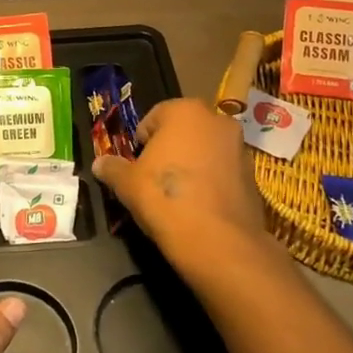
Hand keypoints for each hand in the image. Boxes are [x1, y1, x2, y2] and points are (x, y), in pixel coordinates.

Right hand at [92, 99, 285, 292]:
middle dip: (169, 149)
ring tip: (176, 195)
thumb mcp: (127, 183)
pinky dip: (210, 183)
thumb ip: (112, 168)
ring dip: (192, 165)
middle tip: (153, 176)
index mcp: (185, 111)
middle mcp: (217, 121)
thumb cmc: (164, 197)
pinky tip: (198, 206)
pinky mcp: (253, 176)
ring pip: (206, 151)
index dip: (141, 141)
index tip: (135, 164)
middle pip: (184, 131)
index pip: (154, 117)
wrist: (217, 241)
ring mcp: (240, 148)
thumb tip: (99, 163)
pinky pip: (223, 173)